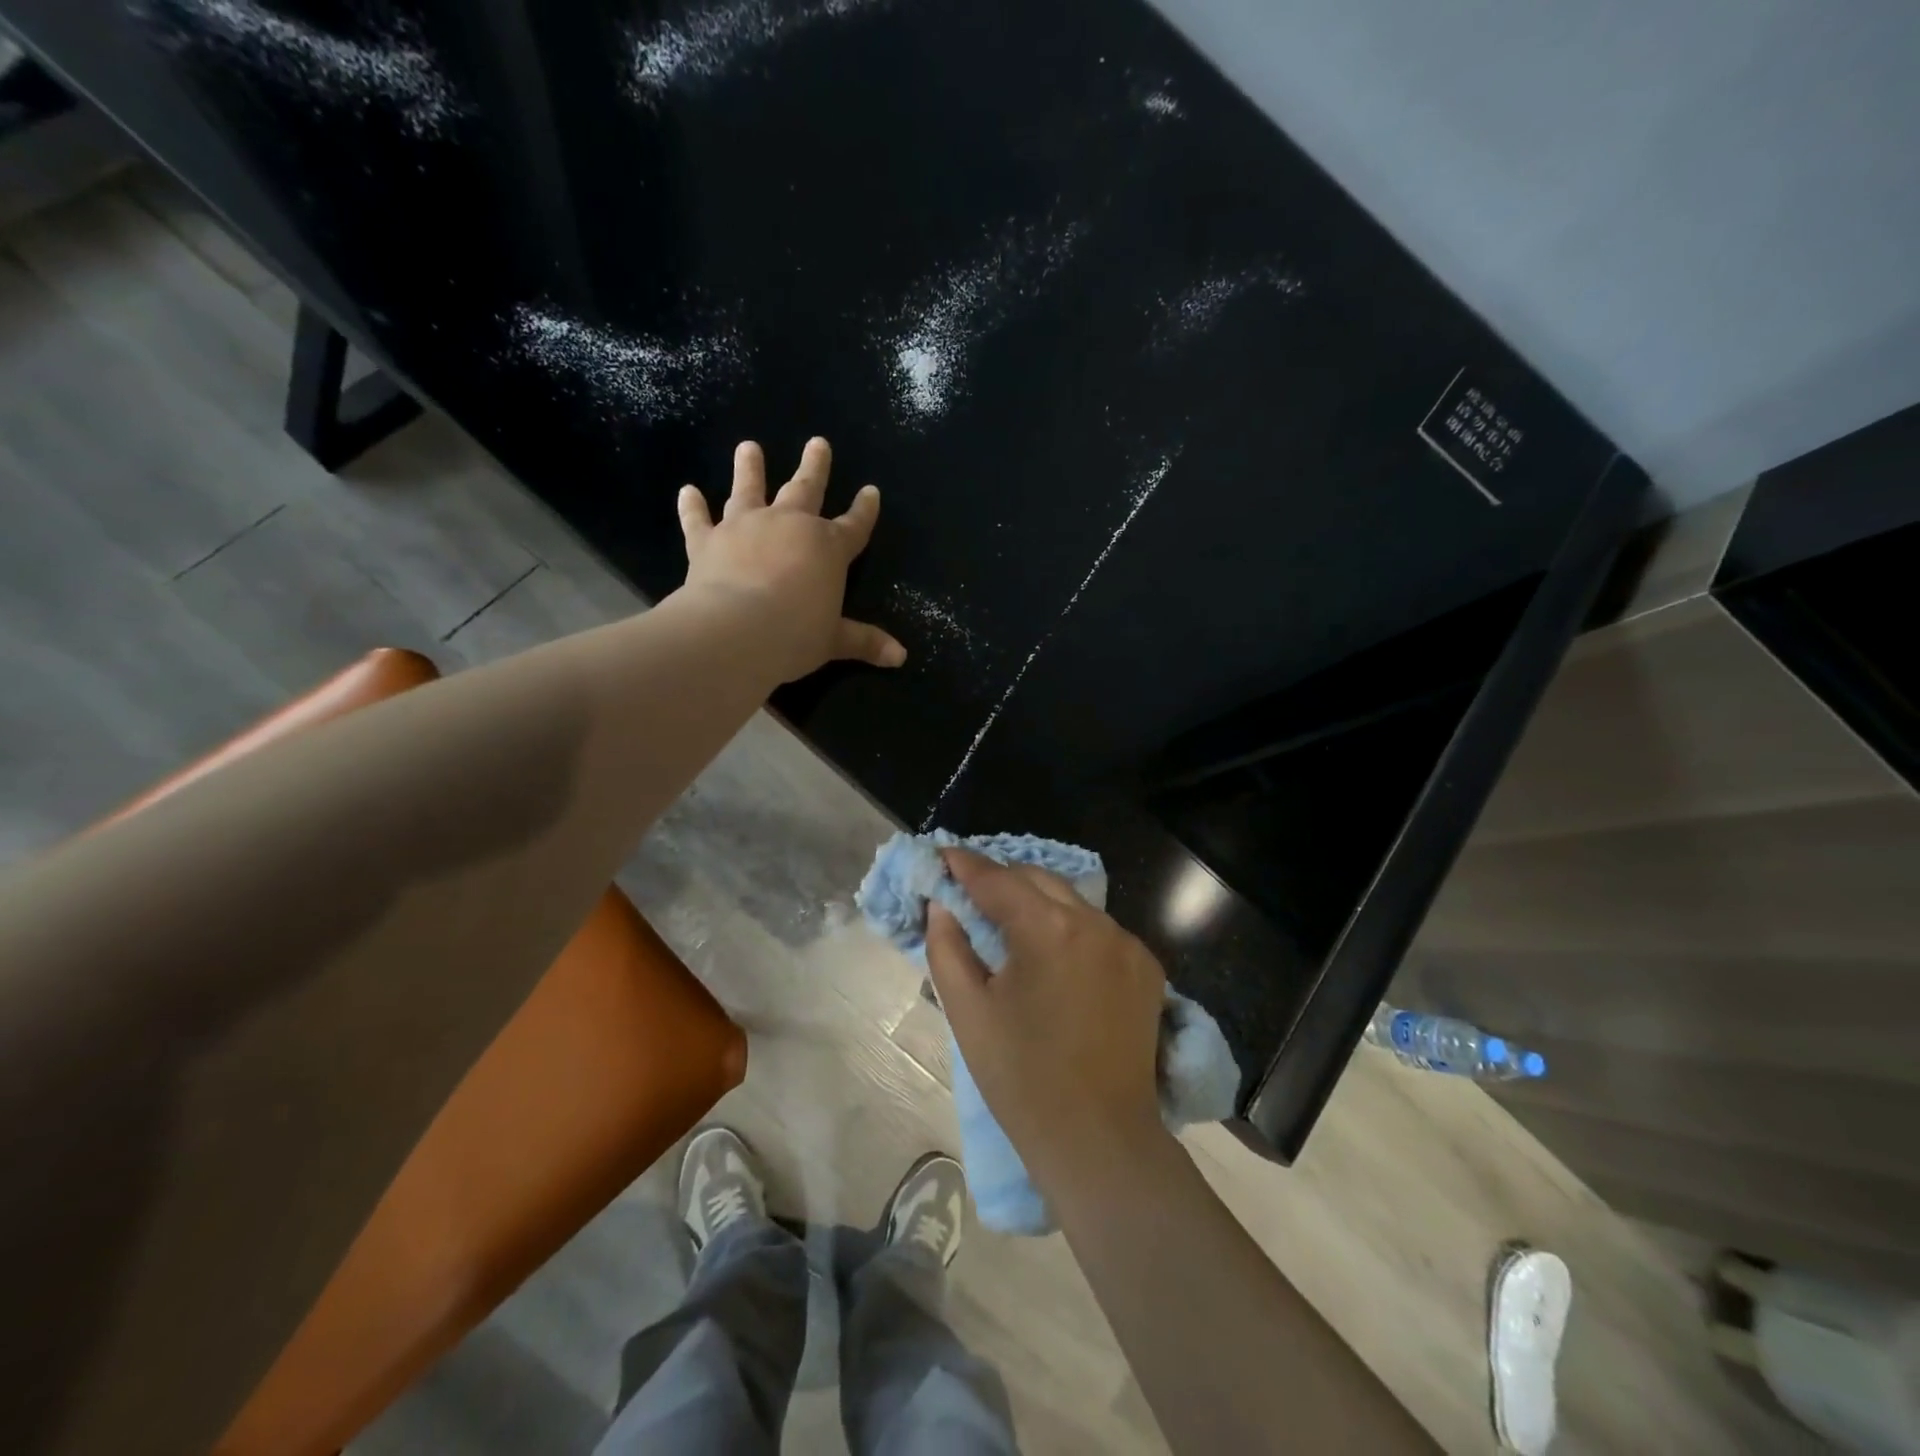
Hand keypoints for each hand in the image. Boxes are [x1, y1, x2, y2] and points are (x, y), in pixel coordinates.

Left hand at [677, 437, 906, 682]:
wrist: (735, 631)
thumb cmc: (794, 635)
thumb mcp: (834, 641)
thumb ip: (865, 642)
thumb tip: (901, 657)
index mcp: (827, 548)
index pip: (854, 525)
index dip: (865, 510)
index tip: (871, 491)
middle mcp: (789, 525)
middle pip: (805, 489)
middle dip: (814, 466)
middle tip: (817, 443)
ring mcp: (745, 527)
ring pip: (749, 489)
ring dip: (750, 468)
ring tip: (748, 447)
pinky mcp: (707, 541)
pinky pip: (698, 520)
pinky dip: (692, 507)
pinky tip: (686, 492)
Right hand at [925, 848, 1170, 1189]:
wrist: (1099, 1139)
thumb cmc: (1021, 1078)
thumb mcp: (968, 1011)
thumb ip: (947, 947)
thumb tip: (942, 906)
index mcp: (1047, 929)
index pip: (997, 879)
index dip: (965, 864)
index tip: (941, 855)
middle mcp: (1094, 921)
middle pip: (1037, 879)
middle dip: (1000, 880)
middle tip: (969, 895)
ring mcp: (1127, 942)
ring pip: (1070, 901)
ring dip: (1036, 902)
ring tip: (1008, 925)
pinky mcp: (1146, 966)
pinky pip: (1098, 929)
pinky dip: (1069, 929)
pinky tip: (1053, 957)